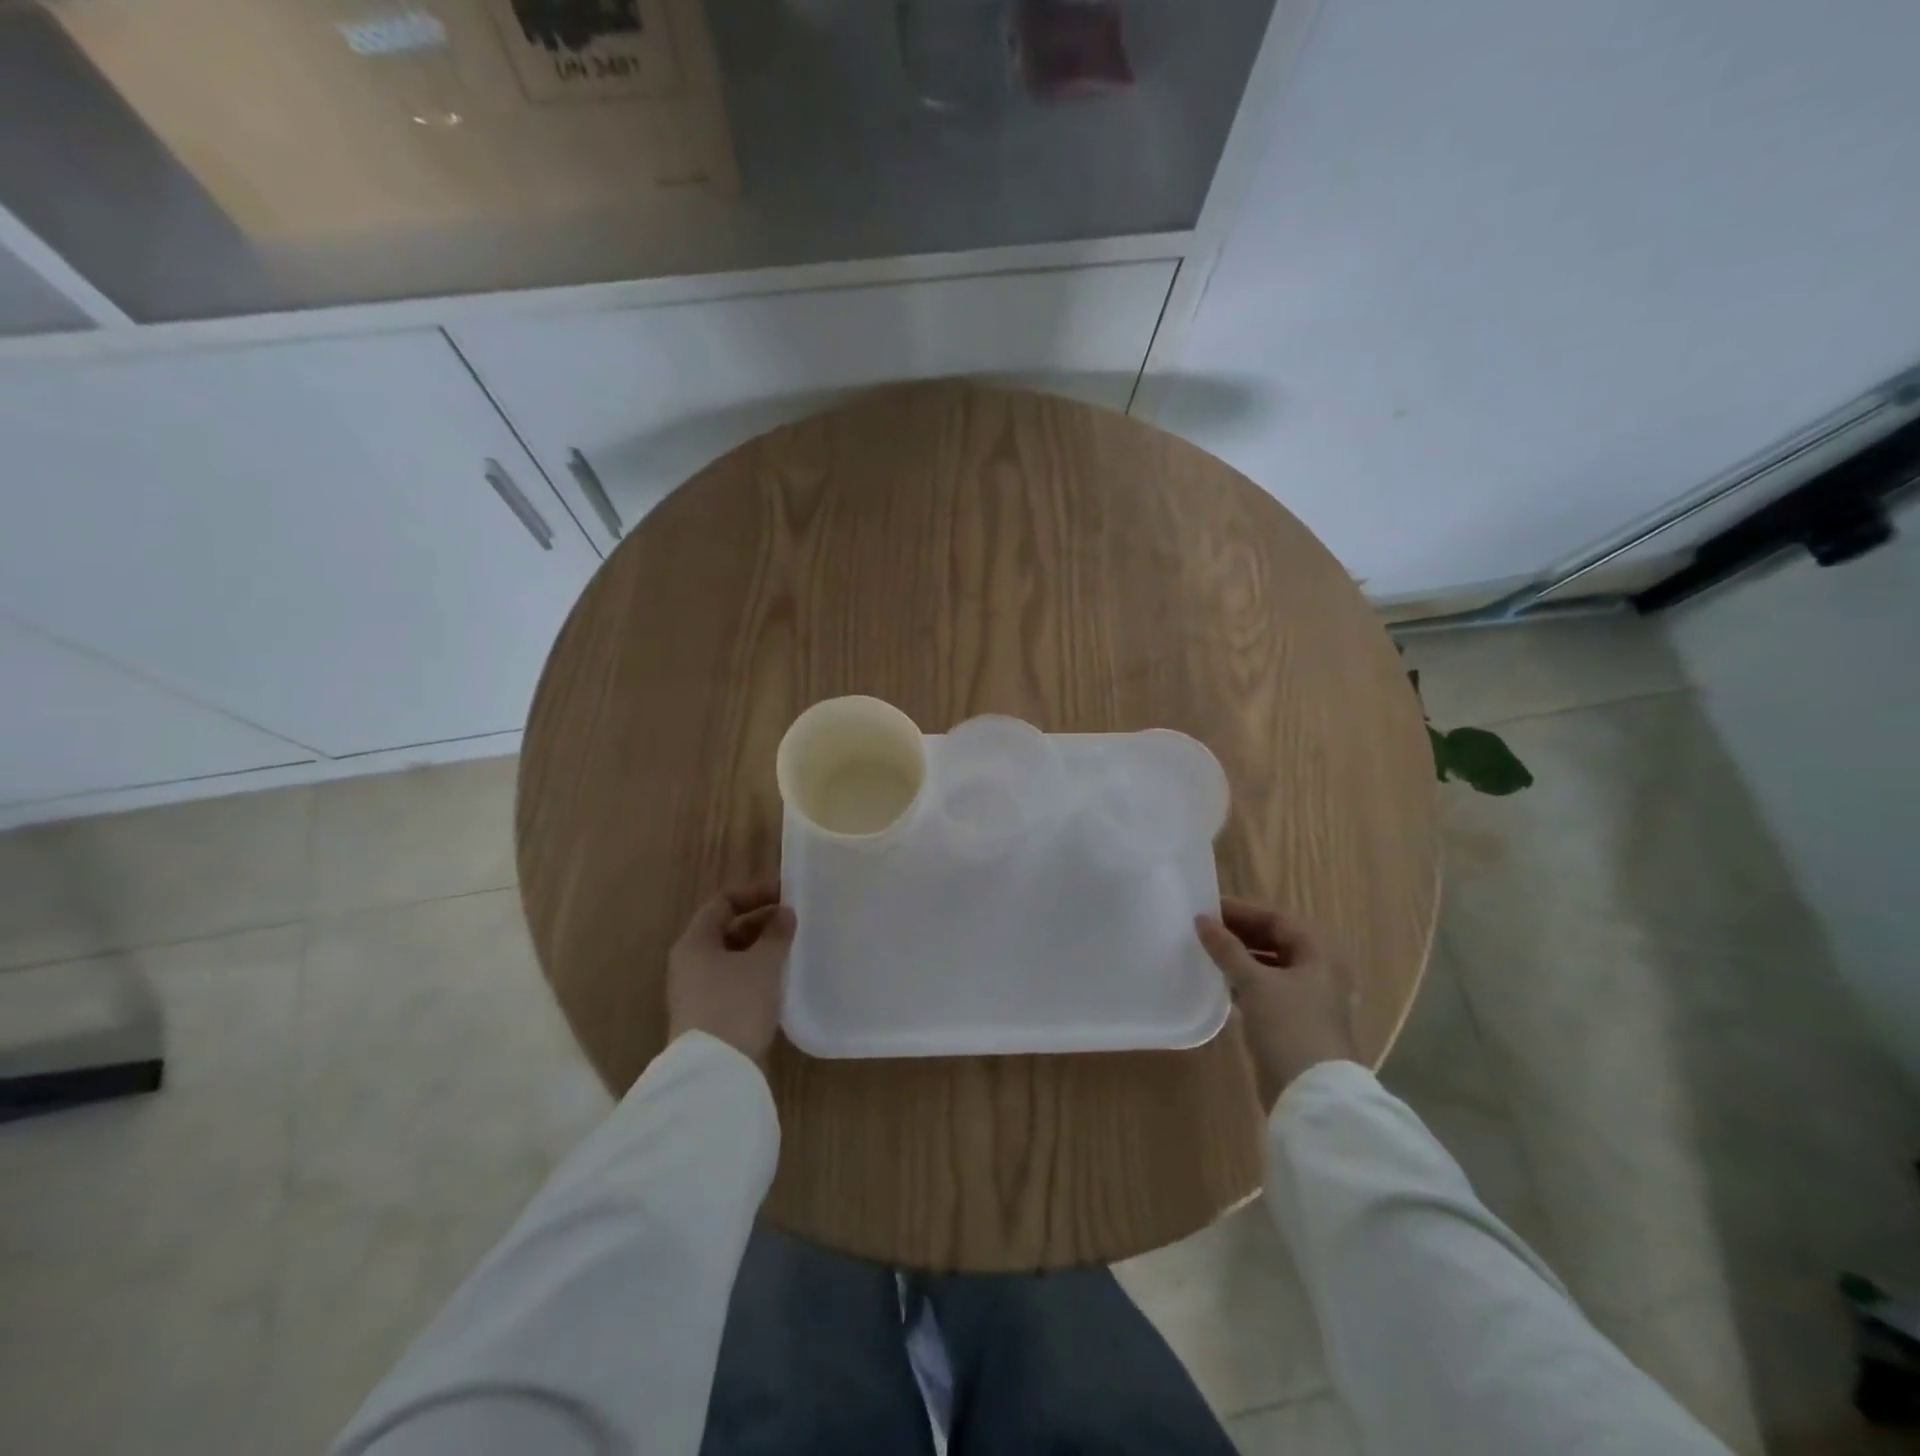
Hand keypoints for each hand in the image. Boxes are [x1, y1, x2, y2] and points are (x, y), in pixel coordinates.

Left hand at [666, 881, 796, 1065]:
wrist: (715, 1072)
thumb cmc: (736, 1004)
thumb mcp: (763, 964)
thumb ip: (776, 934)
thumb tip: (785, 913)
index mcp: (694, 942)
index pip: (722, 903)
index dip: (754, 893)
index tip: (785, 894)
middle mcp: (690, 963)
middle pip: (726, 930)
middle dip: (760, 922)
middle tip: (794, 922)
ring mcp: (697, 992)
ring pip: (732, 958)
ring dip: (760, 949)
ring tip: (791, 948)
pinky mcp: (709, 1016)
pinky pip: (734, 982)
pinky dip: (756, 973)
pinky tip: (780, 979)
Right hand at [1195, 898, 1355, 1105]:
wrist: (1312, 1093)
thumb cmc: (1289, 1026)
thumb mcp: (1254, 981)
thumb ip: (1227, 948)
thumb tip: (1201, 920)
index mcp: (1319, 953)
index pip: (1277, 919)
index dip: (1243, 911)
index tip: (1207, 908)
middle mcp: (1318, 971)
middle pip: (1275, 941)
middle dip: (1240, 933)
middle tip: (1203, 929)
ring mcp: (1308, 999)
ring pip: (1270, 966)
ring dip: (1240, 957)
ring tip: (1206, 952)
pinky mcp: (1294, 1022)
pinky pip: (1266, 990)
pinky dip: (1244, 982)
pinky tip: (1219, 982)